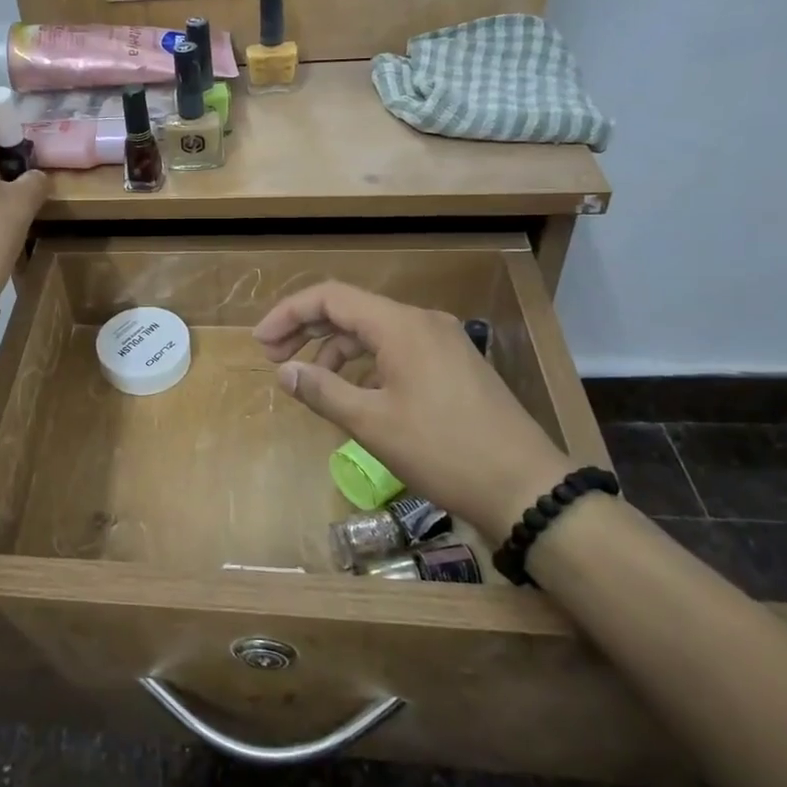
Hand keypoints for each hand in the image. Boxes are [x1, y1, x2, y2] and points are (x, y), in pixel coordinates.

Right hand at [254, 282, 573, 544]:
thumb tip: (285, 372)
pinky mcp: (454, 365)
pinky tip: (353, 390)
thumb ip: (323, 390)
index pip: (331, 298)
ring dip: (336, 347)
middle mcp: (422, 322)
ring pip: (375, 330)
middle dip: (307, 328)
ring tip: (310, 378)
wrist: (526, 489)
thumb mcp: (373, 423)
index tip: (261, 344)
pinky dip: (365, 362)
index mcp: (401, 325)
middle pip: (352, 309)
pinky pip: (397, 348)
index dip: (289, 314)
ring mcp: (443, 342)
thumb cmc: (443, 451)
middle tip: (274, 357)